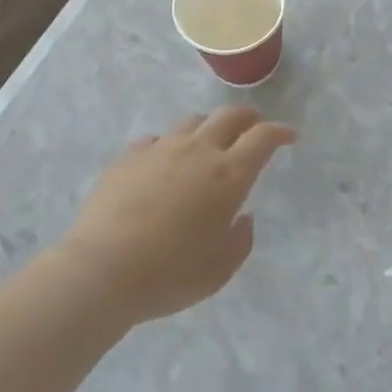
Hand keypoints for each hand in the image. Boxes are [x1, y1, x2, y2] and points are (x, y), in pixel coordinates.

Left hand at [58, 108, 294, 325]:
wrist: (101, 270)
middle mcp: (198, 151)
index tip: (289, 135)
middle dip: (248, 117)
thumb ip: (240, 239)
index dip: (280, 132)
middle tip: (254, 127)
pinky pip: (157, 140)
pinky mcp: (130, 156)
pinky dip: (169, 145)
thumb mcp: (220, 270)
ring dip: (209, 127)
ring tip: (208, 143)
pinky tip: (164, 163)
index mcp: (228, 175)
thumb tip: (242, 217)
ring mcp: (161, 148)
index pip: (263, 137)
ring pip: (193, 121)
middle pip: (230, 116)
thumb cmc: (170, 274)